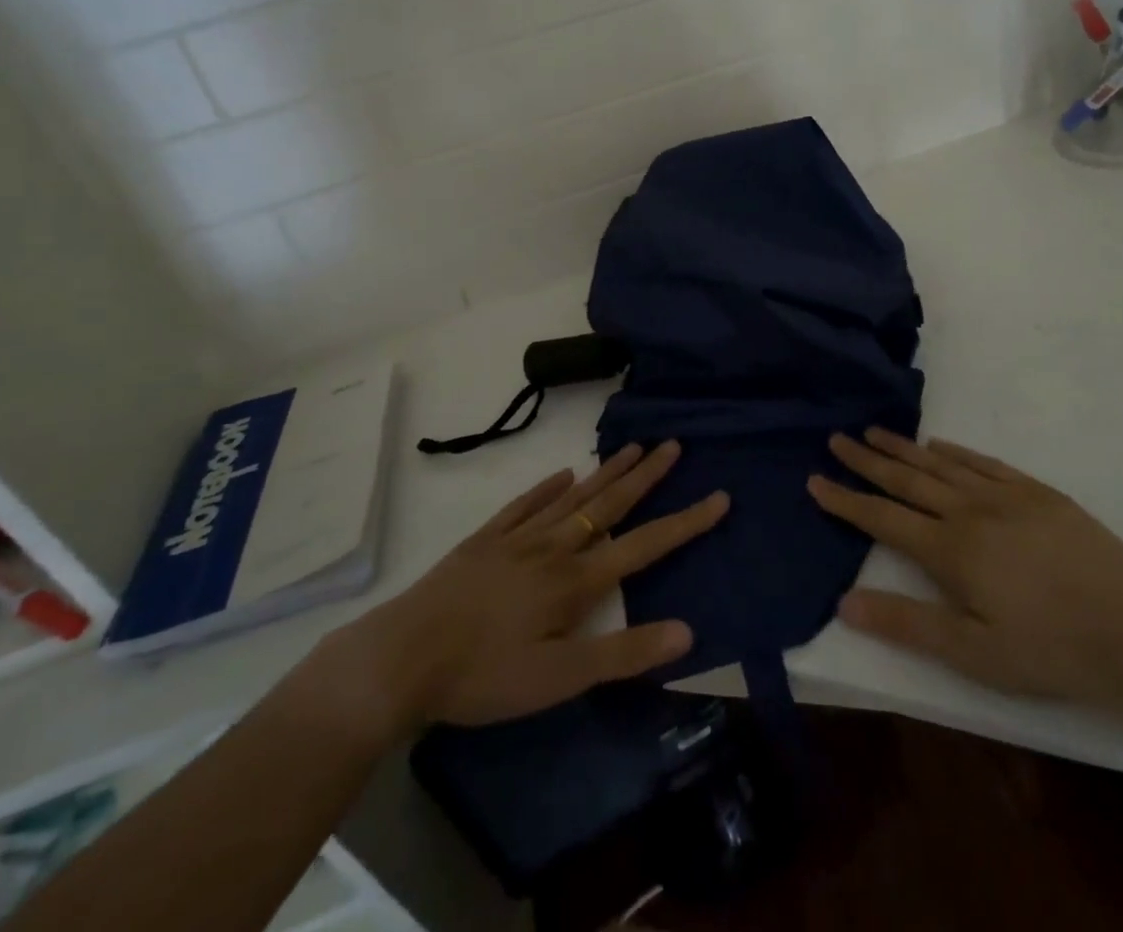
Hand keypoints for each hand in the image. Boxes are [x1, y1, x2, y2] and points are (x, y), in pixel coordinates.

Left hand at [303, 441, 726, 743]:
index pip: (645, 544)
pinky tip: (561, 473)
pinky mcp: (484, 540)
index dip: (686, 522)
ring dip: (605, 472)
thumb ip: (624, 653)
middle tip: (673, 444)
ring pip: (572, 496)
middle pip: (609, 504)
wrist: (402, 658)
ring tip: (632, 446)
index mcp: (576, 580)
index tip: (720, 496)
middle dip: (646, 475)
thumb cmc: (485, 675)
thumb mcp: (560, 678)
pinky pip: (524, 504)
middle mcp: (554, 547)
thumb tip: (687, 631)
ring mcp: (517, 538)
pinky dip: (546, 487)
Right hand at [808, 429, 1122, 705]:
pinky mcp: (1037, 493)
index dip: (846, 500)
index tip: (815, 479)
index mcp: (950, 550)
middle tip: (837, 438)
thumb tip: (845, 602)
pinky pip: (983, 463)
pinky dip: (955, 451)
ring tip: (875, 431)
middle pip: (907, 480)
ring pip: (941, 464)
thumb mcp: (975, 654)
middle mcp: (969, 511)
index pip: (883, 519)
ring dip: (904, 448)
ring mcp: (1005, 496)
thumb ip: (908, 625)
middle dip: (867, 461)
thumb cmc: (1052, 649)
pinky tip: (940, 445)